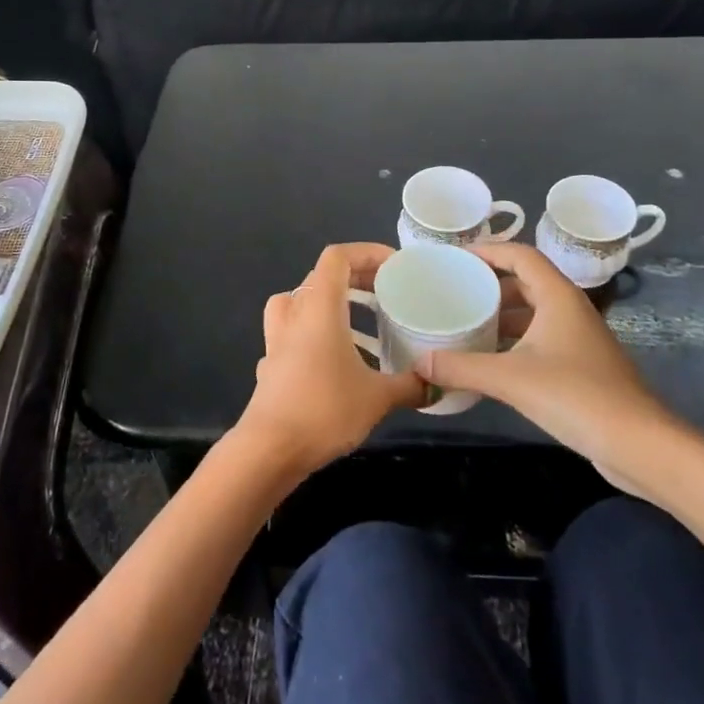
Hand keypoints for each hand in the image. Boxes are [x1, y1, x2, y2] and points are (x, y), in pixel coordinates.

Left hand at [232, 243, 428, 481]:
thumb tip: (436, 384)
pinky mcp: (270, 363)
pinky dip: (313, 332)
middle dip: (356, 277)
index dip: (366, 252)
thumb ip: (410, 386)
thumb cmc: (324, 409)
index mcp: (318, 306)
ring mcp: (276, 338)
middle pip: (321, 276)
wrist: (268, 450)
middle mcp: (294, 313)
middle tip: (386, 292)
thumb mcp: (377, 397)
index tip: (395, 266)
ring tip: (358, 319)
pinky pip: (292, 331)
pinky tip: (331, 357)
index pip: (337, 257)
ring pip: (300, 301)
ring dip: (329, 301)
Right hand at [414, 243, 677, 468]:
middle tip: (453, 291)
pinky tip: (490, 360)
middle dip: (489, 284)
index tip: (454, 258)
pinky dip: (514, 341)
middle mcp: (570, 309)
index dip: (488, 251)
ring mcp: (578, 339)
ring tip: (464, 322)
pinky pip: (540, 339)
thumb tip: (419, 364)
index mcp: (558, 297)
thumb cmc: (577, 397)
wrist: (640, 445)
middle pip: (525, 282)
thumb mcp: (512, 379)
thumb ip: (462, 368)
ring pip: (533, 313)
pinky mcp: (581, 366)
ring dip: (501, 315)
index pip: (521, 255)